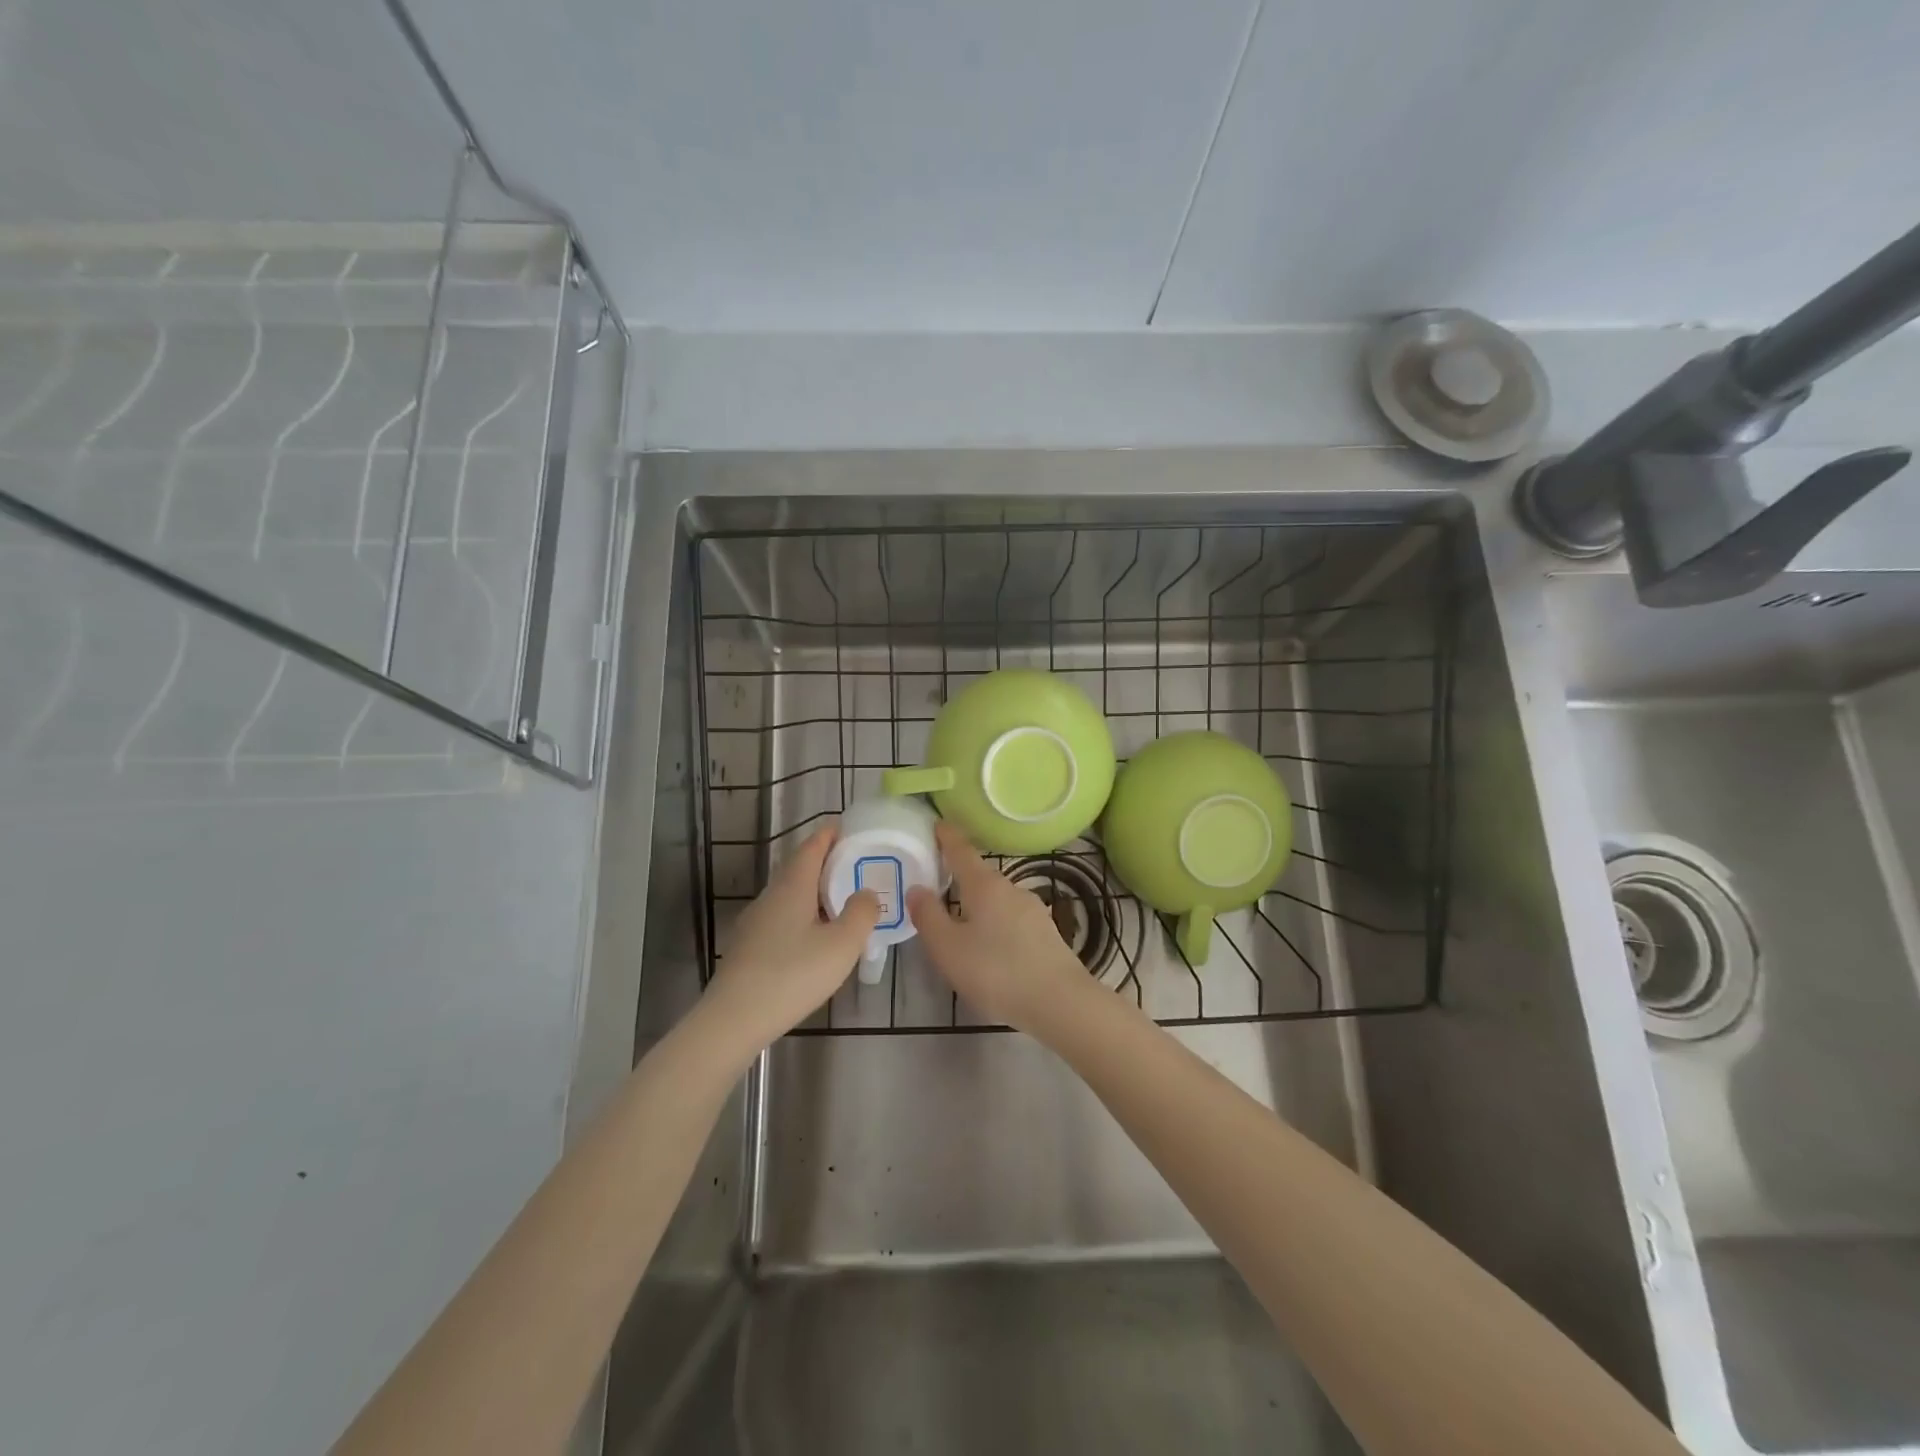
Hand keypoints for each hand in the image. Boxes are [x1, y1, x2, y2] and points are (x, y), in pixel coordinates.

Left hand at [702, 825, 879, 1055]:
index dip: (831, 834)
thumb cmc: (792, 974)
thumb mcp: (842, 945)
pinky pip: (782, 917)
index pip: (812, 846)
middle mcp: (771, 896)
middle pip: (799, 867)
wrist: (733, 1019)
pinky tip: (816, 937)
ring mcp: (756, 921)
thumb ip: (861, 913)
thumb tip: (866, 892)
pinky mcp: (749, 946)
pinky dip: (804, 914)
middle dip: (827, 862)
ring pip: (790, 894)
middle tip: (856, 866)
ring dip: (815, 891)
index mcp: (793, 886)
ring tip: (842, 901)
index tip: (850, 828)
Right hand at [907, 821, 1095, 1035]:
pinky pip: (1010, 919)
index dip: (947, 837)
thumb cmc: (996, 971)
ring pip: (996, 899)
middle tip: (936, 884)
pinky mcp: (1045, 933)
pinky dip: (994, 923)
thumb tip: (917, 889)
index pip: (961, 851)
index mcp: (984, 885)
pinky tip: (989, 946)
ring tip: (959, 922)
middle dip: (959, 877)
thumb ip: (929, 916)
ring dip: (977, 904)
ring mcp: (1032, 910)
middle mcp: (1010, 889)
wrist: (1059, 1002)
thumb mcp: (948, 948)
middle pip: (980, 876)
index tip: (937, 823)